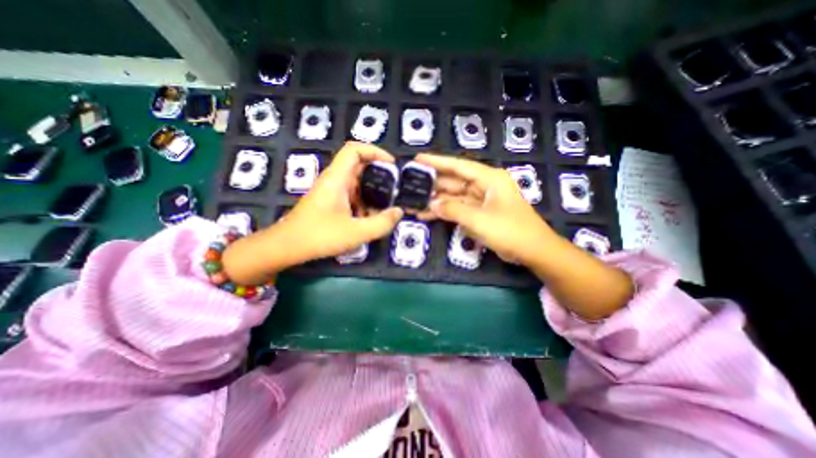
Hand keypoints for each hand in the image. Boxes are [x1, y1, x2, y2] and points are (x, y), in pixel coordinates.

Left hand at [222, 142, 401, 284]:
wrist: (287, 247)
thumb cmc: (319, 236)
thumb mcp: (356, 232)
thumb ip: (381, 223)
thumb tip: (399, 212)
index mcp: (337, 178)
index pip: (354, 150)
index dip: (375, 151)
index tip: (392, 165)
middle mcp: (334, 180)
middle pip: (359, 165)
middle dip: (379, 174)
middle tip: (396, 187)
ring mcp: (332, 191)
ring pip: (357, 182)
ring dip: (373, 190)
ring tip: (388, 203)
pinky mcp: (331, 203)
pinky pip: (352, 195)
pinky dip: (365, 202)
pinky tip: (372, 216)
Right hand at [417, 152, 557, 265]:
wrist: (533, 251)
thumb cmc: (510, 231)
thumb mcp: (479, 220)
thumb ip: (453, 210)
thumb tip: (431, 205)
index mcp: (489, 178)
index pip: (458, 166)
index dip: (437, 161)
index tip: (418, 159)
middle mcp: (484, 186)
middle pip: (454, 181)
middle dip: (433, 185)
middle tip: (410, 185)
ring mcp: (481, 201)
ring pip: (454, 197)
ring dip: (436, 201)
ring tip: (413, 203)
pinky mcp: (479, 214)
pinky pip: (458, 209)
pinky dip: (444, 213)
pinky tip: (427, 215)